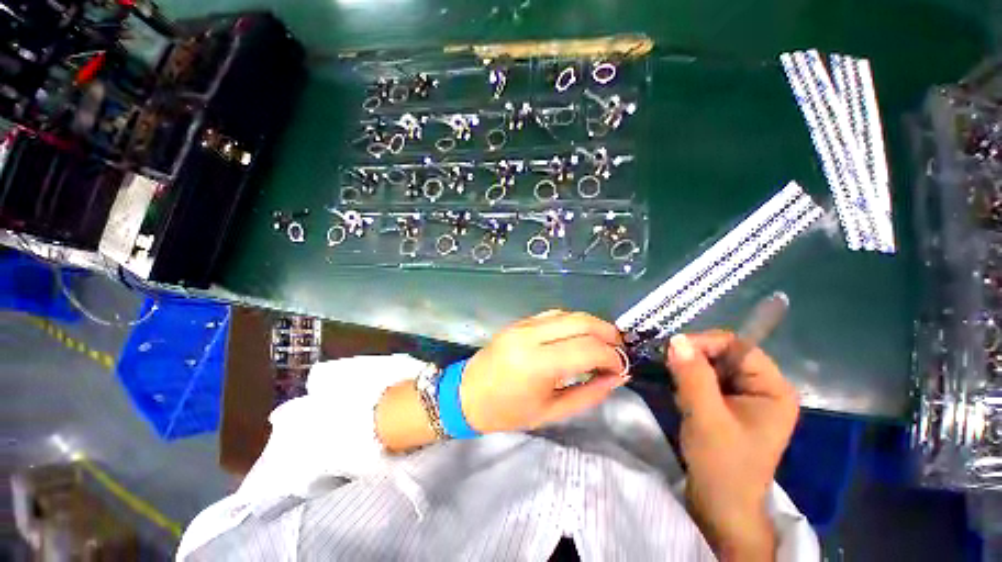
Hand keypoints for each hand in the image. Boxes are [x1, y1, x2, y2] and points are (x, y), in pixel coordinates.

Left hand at [459, 310, 628, 433]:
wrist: (467, 394)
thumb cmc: (507, 412)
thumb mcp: (552, 412)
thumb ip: (589, 393)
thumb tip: (618, 376)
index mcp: (536, 364)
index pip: (587, 349)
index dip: (612, 356)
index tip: (621, 367)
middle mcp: (530, 336)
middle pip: (581, 322)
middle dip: (608, 333)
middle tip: (619, 351)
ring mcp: (523, 324)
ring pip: (569, 314)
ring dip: (592, 325)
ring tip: (603, 343)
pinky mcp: (519, 321)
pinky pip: (553, 314)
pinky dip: (573, 322)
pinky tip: (578, 336)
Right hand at [665, 331, 798, 559]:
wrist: (720, 505)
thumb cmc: (722, 464)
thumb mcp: (705, 418)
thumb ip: (693, 377)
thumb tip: (676, 339)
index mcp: (773, 389)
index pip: (738, 347)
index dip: (705, 343)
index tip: (672, 350)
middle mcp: (763, 387)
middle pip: (724, 354)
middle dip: (694, 359)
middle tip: (669, 368)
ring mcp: (746, 397)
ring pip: (711, 366)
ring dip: (689, 371)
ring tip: (677, 388)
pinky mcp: (730, 405)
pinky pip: (706, 380)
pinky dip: (689, 382)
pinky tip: (682, 398)